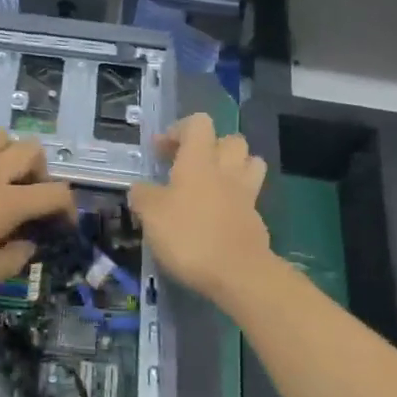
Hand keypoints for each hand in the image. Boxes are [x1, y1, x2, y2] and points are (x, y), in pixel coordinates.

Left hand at [0, 131, 75, 296]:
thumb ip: (10, 261)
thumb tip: (28, 246)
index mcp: (6, 201)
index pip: (55, 192)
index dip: (67, 206)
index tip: (62, 223)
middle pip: (33, 149)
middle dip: (41, 171)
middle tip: (28, 197)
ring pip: (2, 137)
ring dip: (10, 155)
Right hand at [130, 114, 271, 304]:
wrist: (237, 273)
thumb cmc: (188, 235)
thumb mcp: (150, 214)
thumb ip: (142, 195)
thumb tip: (140, 189)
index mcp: (199, 160)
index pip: (198, 124)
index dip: (178, 131)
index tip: (160, 151)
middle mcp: (226, 170)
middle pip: (230, 140)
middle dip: (210, 147)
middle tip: (187, 166)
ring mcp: (246, 194)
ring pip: (249, 163)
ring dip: (232, 167)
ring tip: (211, 185)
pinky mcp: (256, 219)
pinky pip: (249, 196)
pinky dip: (235, 199)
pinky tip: (218, 215)